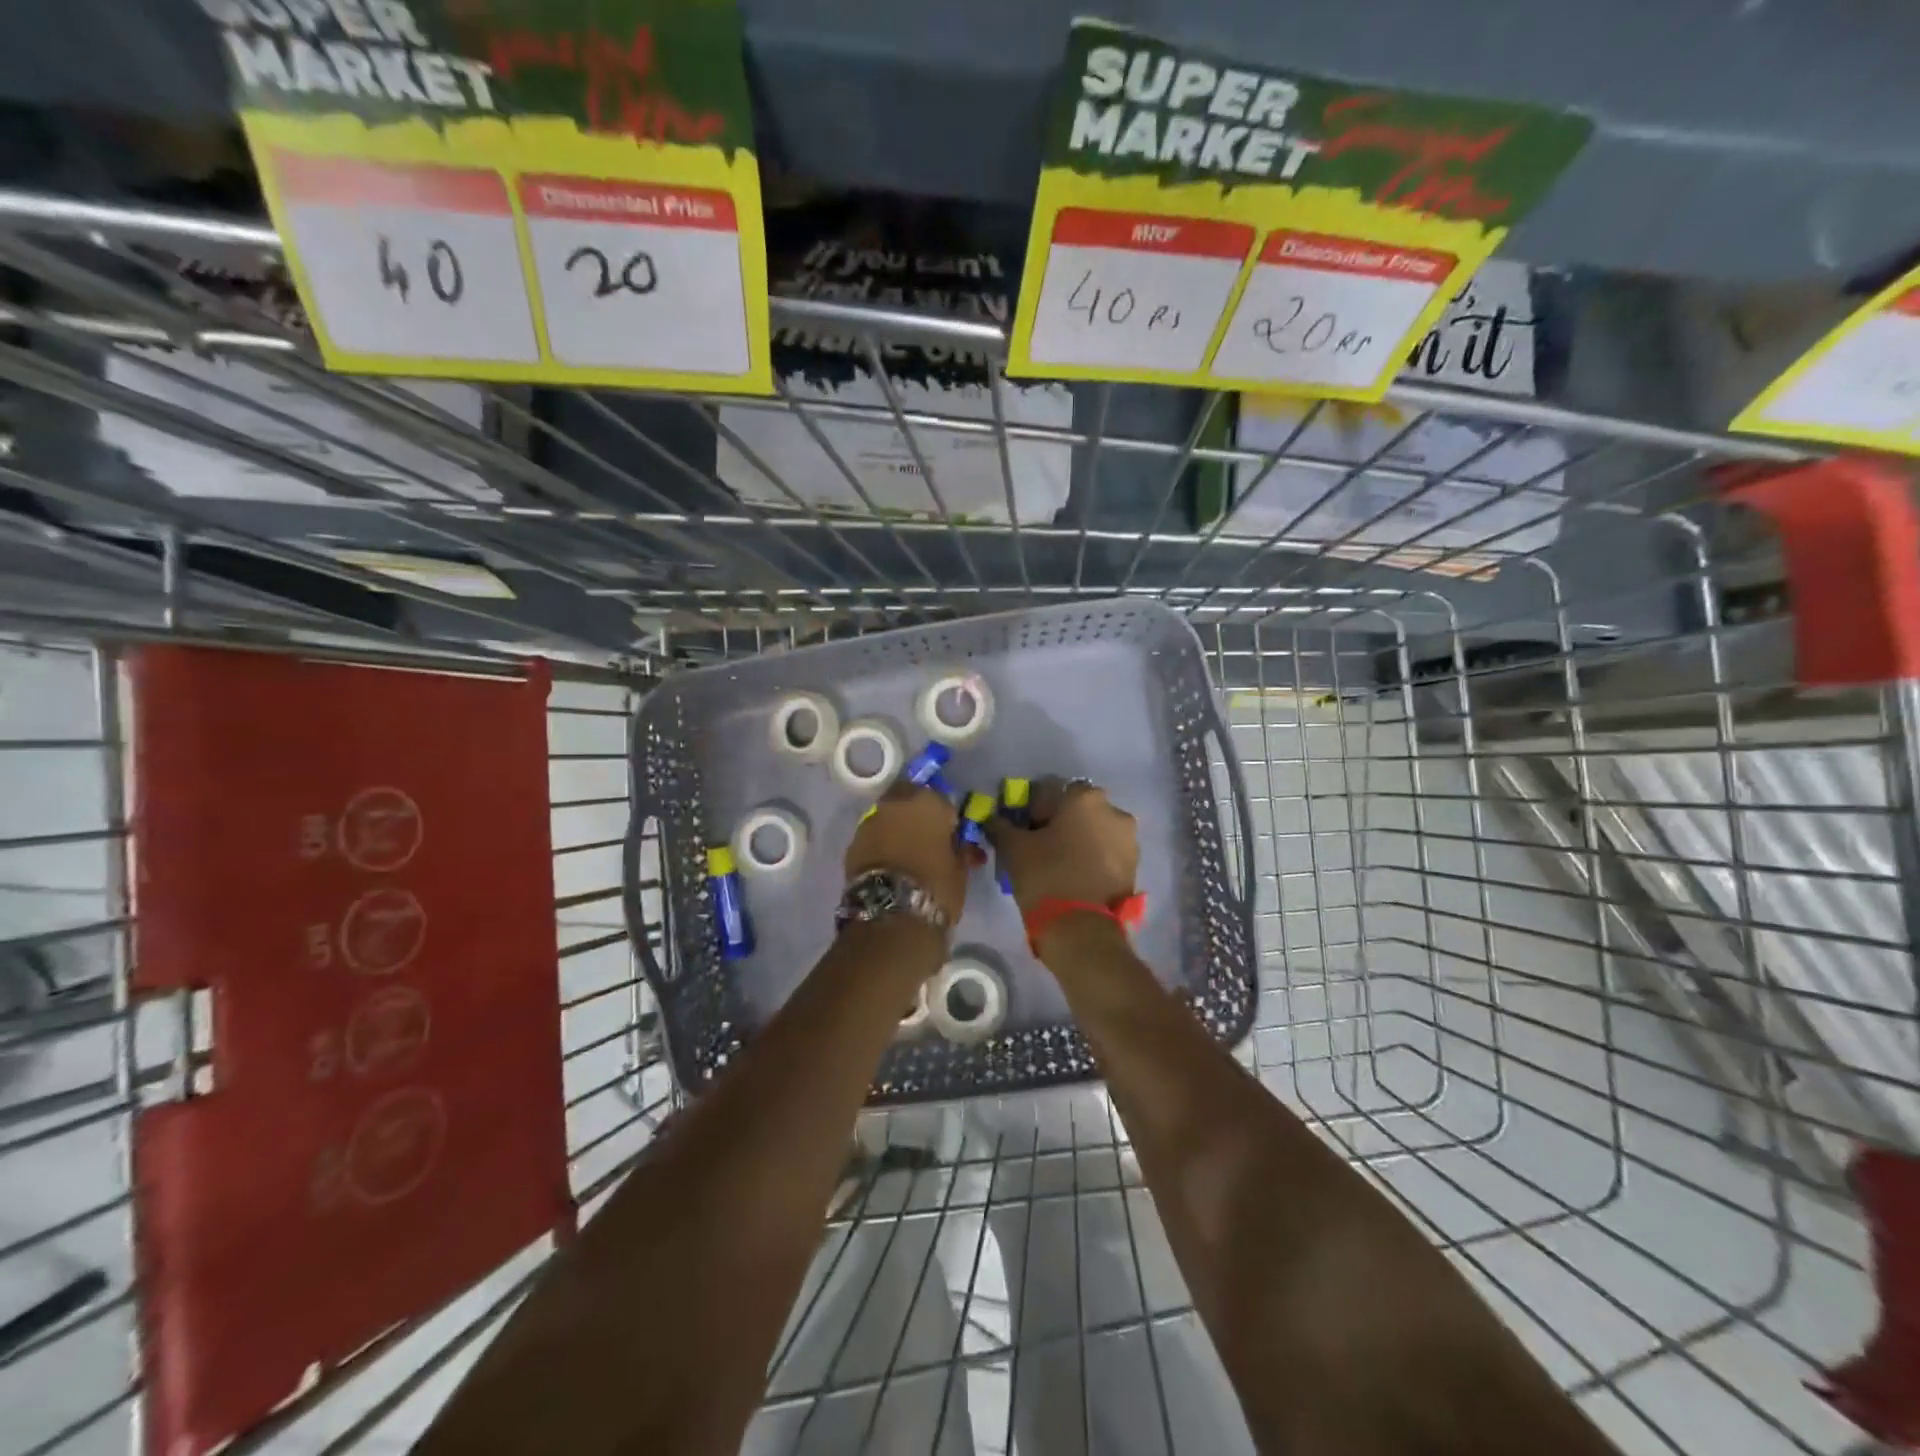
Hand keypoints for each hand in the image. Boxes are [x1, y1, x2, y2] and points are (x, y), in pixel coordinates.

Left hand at [844, 783, 971, 924]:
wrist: (892, 917)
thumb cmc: (936, 887)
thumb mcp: (960, 869)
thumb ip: (960, 849)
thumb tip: (961, 844)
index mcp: (927, 802)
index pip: (941, 801)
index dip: (946, 819)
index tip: (951, 837)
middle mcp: (895, 804)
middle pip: (908, 802)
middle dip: (917, 816)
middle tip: (927, 841)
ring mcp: (869, 822)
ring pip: (888, 819)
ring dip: (897, 831)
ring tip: (907, 858)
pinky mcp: (852, 845)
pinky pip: (873, 839)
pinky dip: (882, 847)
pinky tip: (890, 867)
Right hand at [987, 778, 1137, 913]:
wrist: (1082, 930)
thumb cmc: (1046, 876)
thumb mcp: (1013, 848)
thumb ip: (1001, 825)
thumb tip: (994, 819)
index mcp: (1084, 797)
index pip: (1050, 790)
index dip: (1032, 808)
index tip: (1022, 829)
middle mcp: (1113, 810)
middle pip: (1076, 809)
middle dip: (1058, 822)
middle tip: (1039, 846)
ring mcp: (1128, 839)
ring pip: (1094, 830)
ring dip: (1078, 840)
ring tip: (1058, 865)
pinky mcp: (1134, 866)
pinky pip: (1106, 852)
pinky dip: (1092, 858)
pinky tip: (1075, 877)